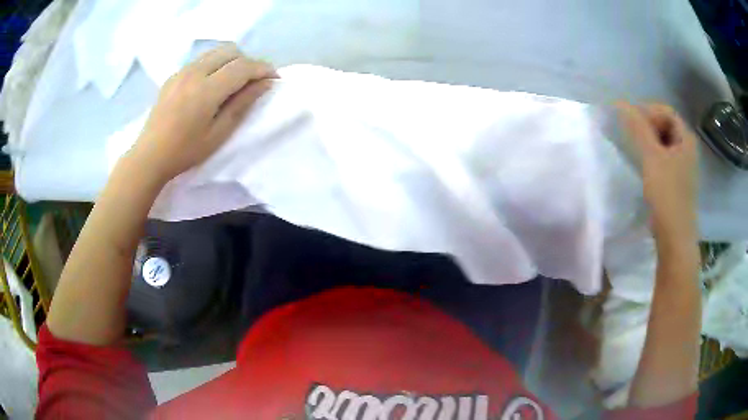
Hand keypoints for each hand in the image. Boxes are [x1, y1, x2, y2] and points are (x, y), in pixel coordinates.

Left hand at [131, 43, 275, 182]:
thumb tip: (265, 84)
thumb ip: (242, 104)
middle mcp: (194, 72)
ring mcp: (182, 71)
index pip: (242, 67)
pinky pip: (202, 59)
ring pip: (216, 51)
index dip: (262, 69)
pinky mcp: (175, 75)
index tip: (274, 77)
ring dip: (232, 60)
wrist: (150, 155)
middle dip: (248, 62)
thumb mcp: (218, 133)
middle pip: (231, 51)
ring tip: (235, 80)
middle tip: (253, 81)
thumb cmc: (185, 151)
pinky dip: (215, 64)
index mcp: (206, 90)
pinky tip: (212, 83)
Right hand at [617, 102, 698, 244]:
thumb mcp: (651, 158)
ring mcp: (684, 165)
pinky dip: (652, 156)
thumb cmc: (667, 195)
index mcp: (686, 139)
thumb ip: (637, 128)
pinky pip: (664, 157)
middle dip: (647, 126)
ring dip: (648, 141)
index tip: (631, 124)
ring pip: (664, 142)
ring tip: (636, 151)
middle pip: (665, 124)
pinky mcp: (677, 180)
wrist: (675, 238)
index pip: (666, 111)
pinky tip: (644, 167)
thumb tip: (619, 104)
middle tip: (632, 137)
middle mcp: (687, 148)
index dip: (648, 112)